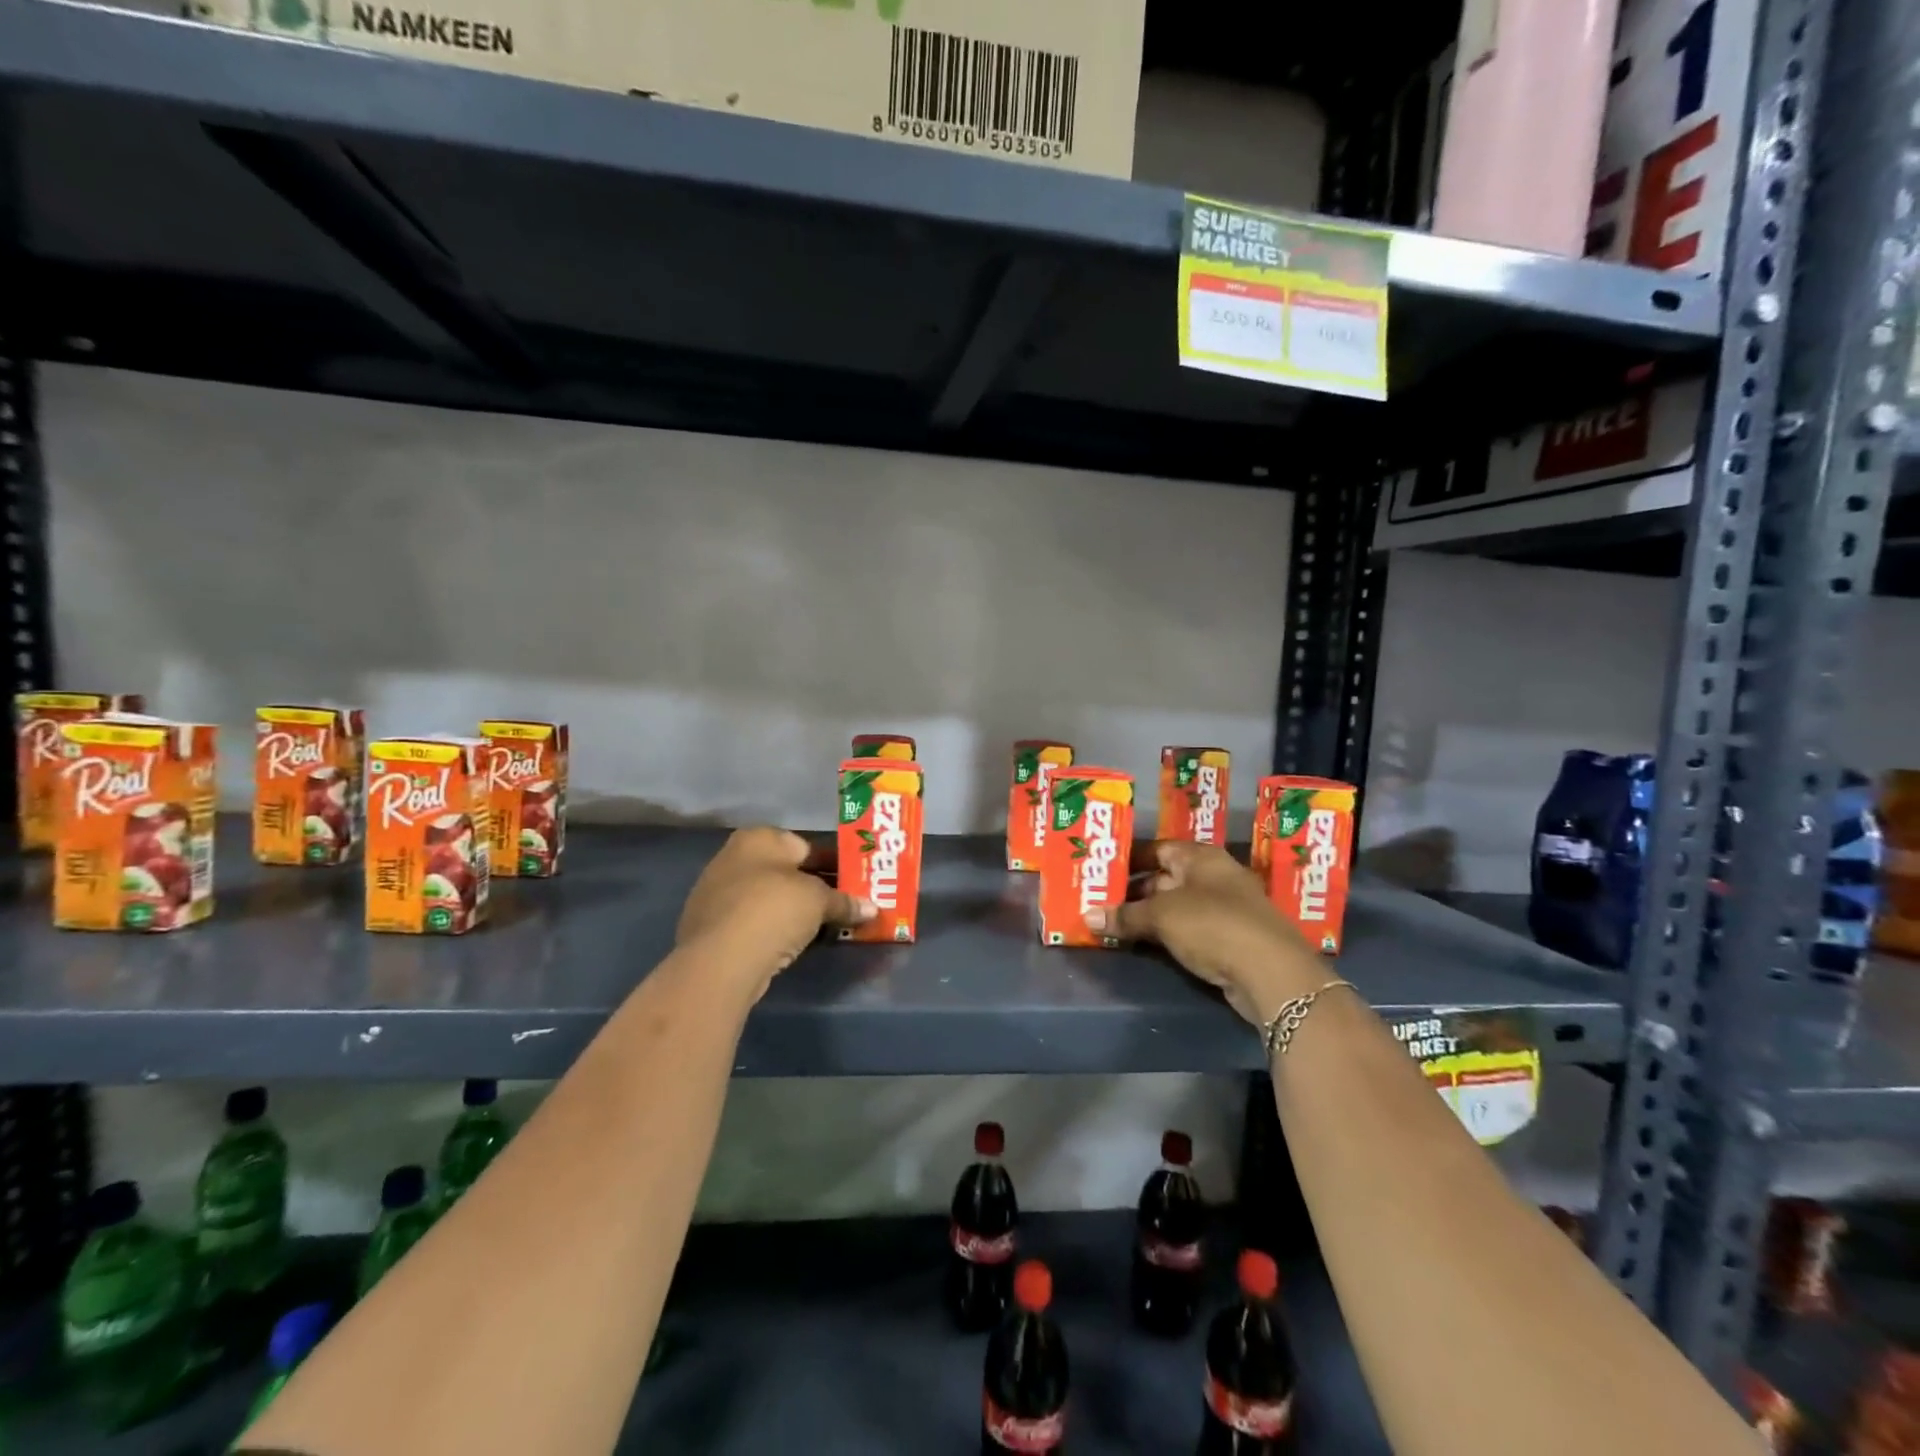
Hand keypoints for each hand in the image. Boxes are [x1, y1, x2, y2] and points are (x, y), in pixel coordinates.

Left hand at [677, 828, 873, 998]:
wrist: (720, 961)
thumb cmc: (773, 910)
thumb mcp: (819, 901)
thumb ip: (845, 902)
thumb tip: (872, 909)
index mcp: (759, 838)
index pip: (806, 846)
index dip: (834, 865)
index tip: (855, 883)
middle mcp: (734, 857)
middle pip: (786, 872)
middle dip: (815, 888)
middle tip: (844, 906)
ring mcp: (717, 893)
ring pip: (769, 898)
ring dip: (795, 911)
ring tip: (824, 928)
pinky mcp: (711, 927)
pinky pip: (754, 922)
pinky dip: (774, 929)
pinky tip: (793, 944)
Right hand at [1085, 841, 1324, 1026]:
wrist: (1271, 973)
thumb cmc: (1213, 925)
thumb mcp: (1161, 916)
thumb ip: (1124, 916)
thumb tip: (1088, 917)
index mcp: (1201, 858)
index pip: (1158, 849)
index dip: (1130, 858)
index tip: (1102, 869)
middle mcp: (1214, 877)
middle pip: (1165, 878)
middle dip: (1133, 891)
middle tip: (1098, 900)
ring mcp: (1225, 910)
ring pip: (1176, 907)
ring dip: (1147, 916)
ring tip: (1111, 923)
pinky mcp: (1229, 940)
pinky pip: (1187, 931)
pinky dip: (1165, 935)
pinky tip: (1141, 944)